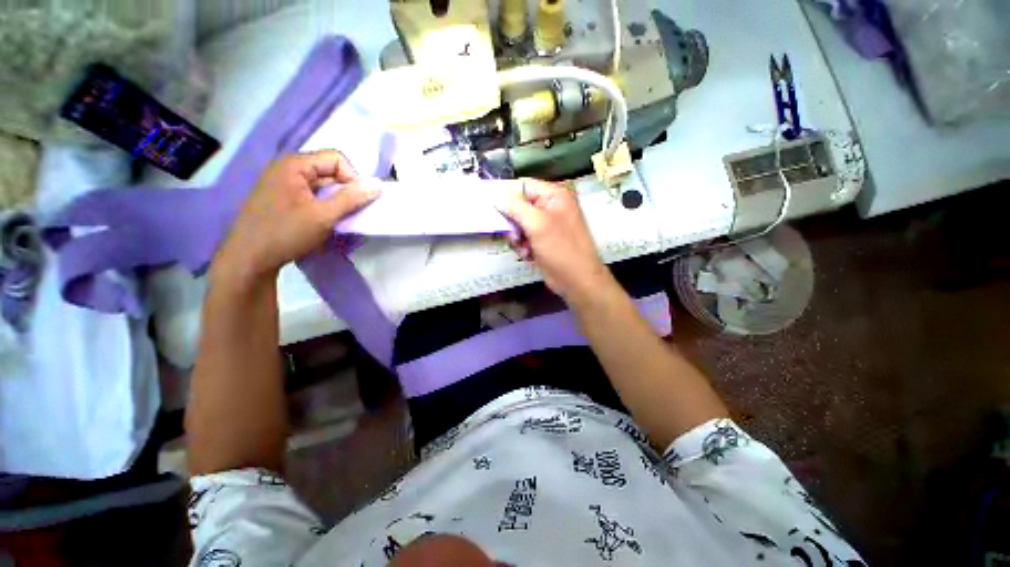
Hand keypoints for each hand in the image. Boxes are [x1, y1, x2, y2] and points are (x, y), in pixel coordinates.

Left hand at [215, 150, 378, 284]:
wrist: (249, 258)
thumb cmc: (285, 233)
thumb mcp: (323, 216)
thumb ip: (352, 199)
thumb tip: (378, 185)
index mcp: (294, 165)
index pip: (336, 159)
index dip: (352, 178)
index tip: (356, 202)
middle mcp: (288, 168)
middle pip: (329, 171)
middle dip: (345, 191)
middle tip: (349, 213)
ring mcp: (284, 184)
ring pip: (323, 185)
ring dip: (336, 201)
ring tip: (337, 220)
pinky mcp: (283, 198)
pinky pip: (312, 195)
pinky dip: (324, 206)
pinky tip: (325, 222)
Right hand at [501, 179, 613, 304]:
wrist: (577, 280)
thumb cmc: (560, 248)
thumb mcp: (537, 224)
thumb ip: (516, 207)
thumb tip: (497, 196)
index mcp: (554, 196)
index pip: (524, 185)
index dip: (506, 193)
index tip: (489, 203)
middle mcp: (551, 207)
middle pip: (519, 206)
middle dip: (512, 221)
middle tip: (512, 233)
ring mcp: (547, 226)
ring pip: (519, 225)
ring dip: (517, 237)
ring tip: (523, 247)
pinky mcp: (543, 241)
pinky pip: (524, 238)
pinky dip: (523, 246)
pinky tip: (528, 255)